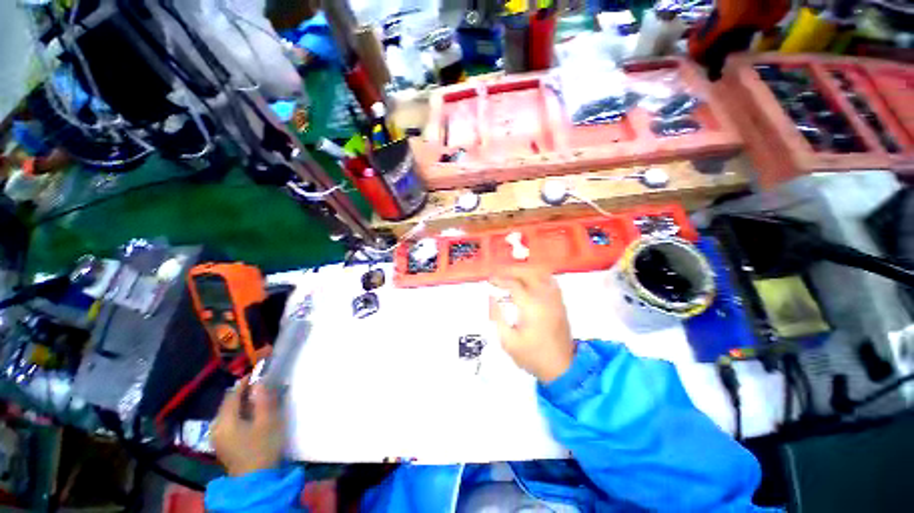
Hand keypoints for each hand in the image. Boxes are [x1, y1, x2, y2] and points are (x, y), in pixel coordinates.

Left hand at [211, 380, 284, 476]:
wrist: (256, 481)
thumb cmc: (262, 447)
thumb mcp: (268, 421)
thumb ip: (264, 400)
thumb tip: (260, 382)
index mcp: (225, 420)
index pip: (232, 394)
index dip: (245, 382)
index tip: (258, 373)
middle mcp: (216, 427)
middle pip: (229, 403)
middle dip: (244, 393)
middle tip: (262, 386)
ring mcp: (218, 437)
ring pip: (229, 413)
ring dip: (243, 404)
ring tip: (260, 399)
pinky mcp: (223, 445)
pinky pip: (230, 422)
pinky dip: (241, 414)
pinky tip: (252, 416)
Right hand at [489, 267, 574, 382]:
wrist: (561, 368)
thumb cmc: (532, 356)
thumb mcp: (508, 341)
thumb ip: (497, 317)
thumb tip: (491, 298)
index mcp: (531, 307)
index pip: (514, 284)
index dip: (500, 280)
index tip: (490, 280)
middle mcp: (545, 298)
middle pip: (529, 273)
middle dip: (512, 270)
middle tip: (500, 274)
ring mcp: (555, 299)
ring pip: (541, 274)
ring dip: (526, 271)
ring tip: (513, 275)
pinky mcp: (560, 303)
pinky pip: (551, 281)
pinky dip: (539, 276)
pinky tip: (531, 280)